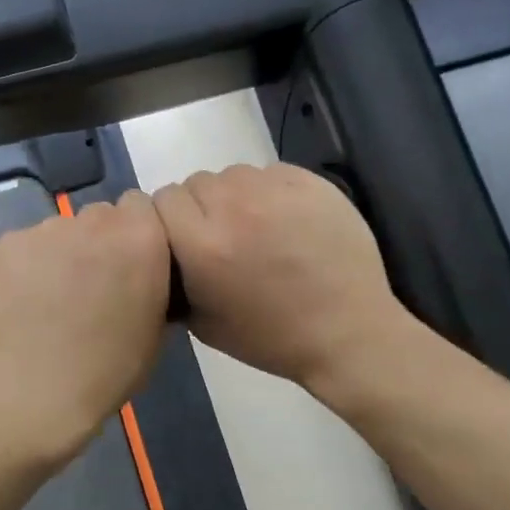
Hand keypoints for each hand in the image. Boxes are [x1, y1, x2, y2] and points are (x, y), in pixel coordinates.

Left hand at [0, 192, 170, 463]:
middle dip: (98, 240)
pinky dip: (25, 266)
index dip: (135, 232)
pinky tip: (21, 301)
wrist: (35, 394)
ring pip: (59, 231)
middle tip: (89, 283)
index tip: (127, 263)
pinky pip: (23, 246)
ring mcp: (45, 229)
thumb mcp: (155, 330)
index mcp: (141, 237)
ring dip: (61, 253)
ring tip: (49, 298)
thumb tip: (142, 275)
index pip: (140, 206)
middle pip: (99, 215)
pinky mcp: (5, 243)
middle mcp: (94, 220)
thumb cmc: (108, 371)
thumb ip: (152, 283)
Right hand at [152, 164, 412, 398]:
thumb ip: (172, 278)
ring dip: (234, 196)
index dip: (170, 220)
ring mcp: (275, 190)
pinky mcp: (310, 181)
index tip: (184, 241)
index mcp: (203, 245)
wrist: (346, 333)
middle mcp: (233, 207)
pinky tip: (285, 221)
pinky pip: (270, 172)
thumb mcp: (201, 324)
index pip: (162, 200)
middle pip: (195, 183)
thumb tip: (163, 250)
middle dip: (201, 207)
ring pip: (232, 174)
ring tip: (256, 227)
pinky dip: (269, 191)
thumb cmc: (270, 338)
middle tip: (223, 238)